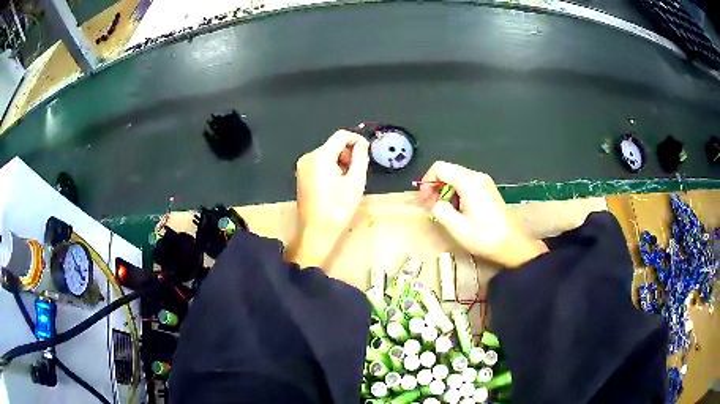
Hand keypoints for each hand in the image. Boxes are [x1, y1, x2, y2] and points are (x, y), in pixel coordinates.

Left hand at [288, 130, 369, 267]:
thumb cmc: (338, 208)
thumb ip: (360, 158)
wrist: (316, 231)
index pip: (341, 135)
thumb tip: (361, 144)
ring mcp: (302, 166)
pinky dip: (331, 167)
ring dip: (340, 161)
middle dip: (348, 153)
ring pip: (327, 154)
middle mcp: (308, 157)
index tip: (367, 151)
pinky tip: (336, 184)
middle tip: (357, 171)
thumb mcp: (356, 181)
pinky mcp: (301, 175)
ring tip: (348, 180)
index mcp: (320, 156)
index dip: (356, 139)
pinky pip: (319, 163)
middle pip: (333, 144)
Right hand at [417, 161, 547, 267]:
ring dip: (446, 192)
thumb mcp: (457, 227)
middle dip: (435, 187)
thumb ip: (440, 210)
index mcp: (469, 181)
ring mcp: (484, 183)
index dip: (427, 182)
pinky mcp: (488, 191)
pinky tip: (458, 212)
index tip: (425, 201)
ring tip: (445, 213)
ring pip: (456, 178)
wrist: (513, 245)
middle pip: (448, 171)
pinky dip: (456, 194)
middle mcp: (477, 177)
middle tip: (432, 208)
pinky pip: (466, 185)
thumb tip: (435, 203)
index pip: (439, 168)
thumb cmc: (485, 237)